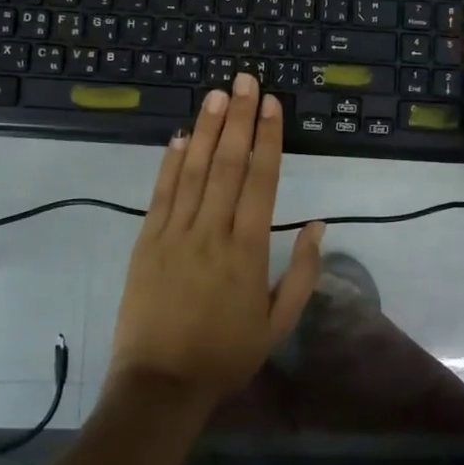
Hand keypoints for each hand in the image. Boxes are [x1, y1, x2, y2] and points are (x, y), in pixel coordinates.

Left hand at [107, 73, 325, 408]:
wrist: (161, 384)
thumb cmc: (226, 354)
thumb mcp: (278, 323)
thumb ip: (301, 272)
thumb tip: (317, 224)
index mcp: (248, 250)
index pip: (261, 180)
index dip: (267, 138)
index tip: (271, 104)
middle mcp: (211, 232)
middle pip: (227, 164)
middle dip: (238, 119)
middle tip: (244, 81)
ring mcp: (174, 233)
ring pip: (192, 171)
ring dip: (205, 130)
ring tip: (215, 95)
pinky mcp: (146, 241)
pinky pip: (160, 194)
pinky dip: (169, 163)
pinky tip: (177, 137)